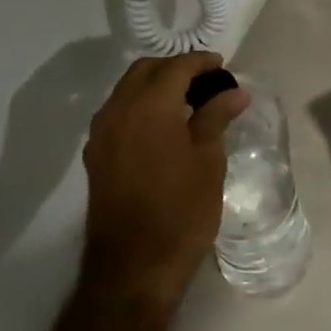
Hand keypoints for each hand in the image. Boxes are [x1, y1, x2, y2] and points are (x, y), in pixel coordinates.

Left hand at [79, 52, 249, 310]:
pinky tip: (165, 126)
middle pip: (145, 71)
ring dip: (156, 86)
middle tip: (206, 81)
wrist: (133, 268)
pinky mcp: (96, 157)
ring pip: (127, 90)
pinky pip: (119, 113)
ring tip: (188, 101)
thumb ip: (216, 118)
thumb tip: (234, 92)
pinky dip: (141, 106)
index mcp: (149, 107)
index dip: (200, 62)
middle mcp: (118, 112)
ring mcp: (101, 135)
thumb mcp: (208, 161)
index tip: (222, 67)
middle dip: (175, 68)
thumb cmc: (181, 211)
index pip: (175, 67)